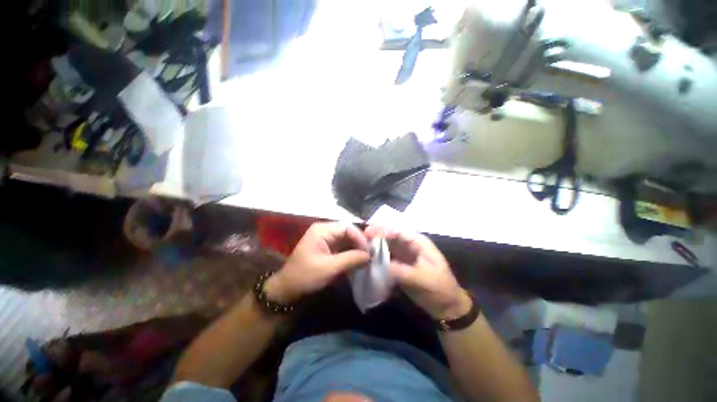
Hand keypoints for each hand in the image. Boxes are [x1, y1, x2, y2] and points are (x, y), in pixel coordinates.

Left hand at [265, 222, 369, 303]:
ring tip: (366, 258)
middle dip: (359, 242)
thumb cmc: (305, 276)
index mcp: (322, 230)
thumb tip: (370, 255)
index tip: (368, 251)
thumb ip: (351, 259)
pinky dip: (351, 253)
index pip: (347, 227)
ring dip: (356, 248)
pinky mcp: (327, 248)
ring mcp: (326, 239)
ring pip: (346, 239)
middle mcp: (325, 231)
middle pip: (348, 231)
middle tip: (369, 255)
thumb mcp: (329, 268)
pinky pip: (343, 246)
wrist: (287, 290)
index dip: (360, 237)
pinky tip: (357, 261)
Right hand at [365, 226, 470, 319]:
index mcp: (419, 243)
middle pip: (391, 236)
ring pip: (388, 245)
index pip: (399, 232)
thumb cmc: (440, 289)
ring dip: (376, 245)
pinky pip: (387, 257)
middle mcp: (410, 246)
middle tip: (362, 236)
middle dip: (377, 235)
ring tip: (361, 246)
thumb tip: (379, 264)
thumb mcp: (423, 279)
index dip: (384, 230)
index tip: (369, 233)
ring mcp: (404, 255)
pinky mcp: (400, 265)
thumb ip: (401, 270)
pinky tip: (368, 257)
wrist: (447, 307)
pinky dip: (378, 256)